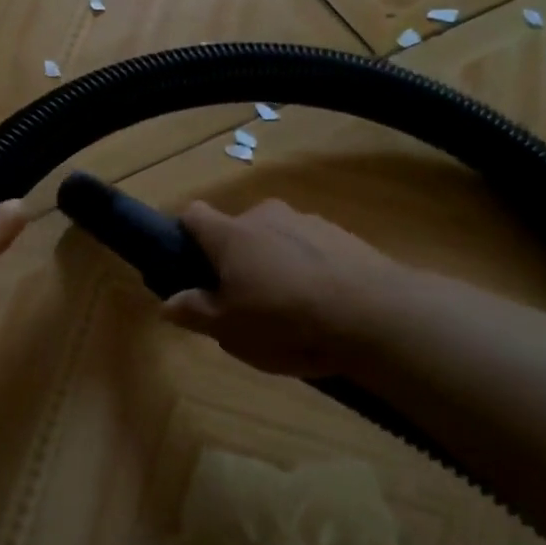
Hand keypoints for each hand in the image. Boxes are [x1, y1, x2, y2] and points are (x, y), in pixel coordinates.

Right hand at [161, 199, 407, 376]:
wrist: (377, 316)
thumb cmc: (287, 322)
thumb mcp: (230, 330)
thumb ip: (195, 312)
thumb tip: (167, 303)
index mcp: (231, 235)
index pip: (193, 215)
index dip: (184, 236)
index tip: (189, 267)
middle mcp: (265, 216)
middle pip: (237, 231)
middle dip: (234, 260)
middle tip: (242, 302)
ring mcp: (307, 221)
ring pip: (276, 239)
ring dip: (273, 264)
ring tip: (289, 310)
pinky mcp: (342, 235)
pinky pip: (310, 248)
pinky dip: (308, 269)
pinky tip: (322, 306)